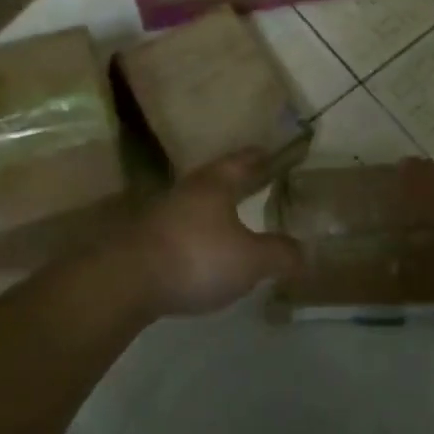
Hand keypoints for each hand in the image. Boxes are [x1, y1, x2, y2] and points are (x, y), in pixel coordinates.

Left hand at [118, 151, 299, 316]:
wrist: (127, 281)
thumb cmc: (197, 257)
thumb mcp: (250, 260)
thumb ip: (279, 253)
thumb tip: (305, 252)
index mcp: (217, 183)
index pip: (243, 160)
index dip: (259, 157)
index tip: (272, 153)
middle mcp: (189, 189)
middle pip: (218, 177)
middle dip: (238, 179)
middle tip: (258, 180)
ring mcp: (164, 212)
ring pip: (198, 201)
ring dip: (216, 206)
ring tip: (234, 214)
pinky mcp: (147, 238)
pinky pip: (183, 225)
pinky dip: (199, 230)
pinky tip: (206, 246)